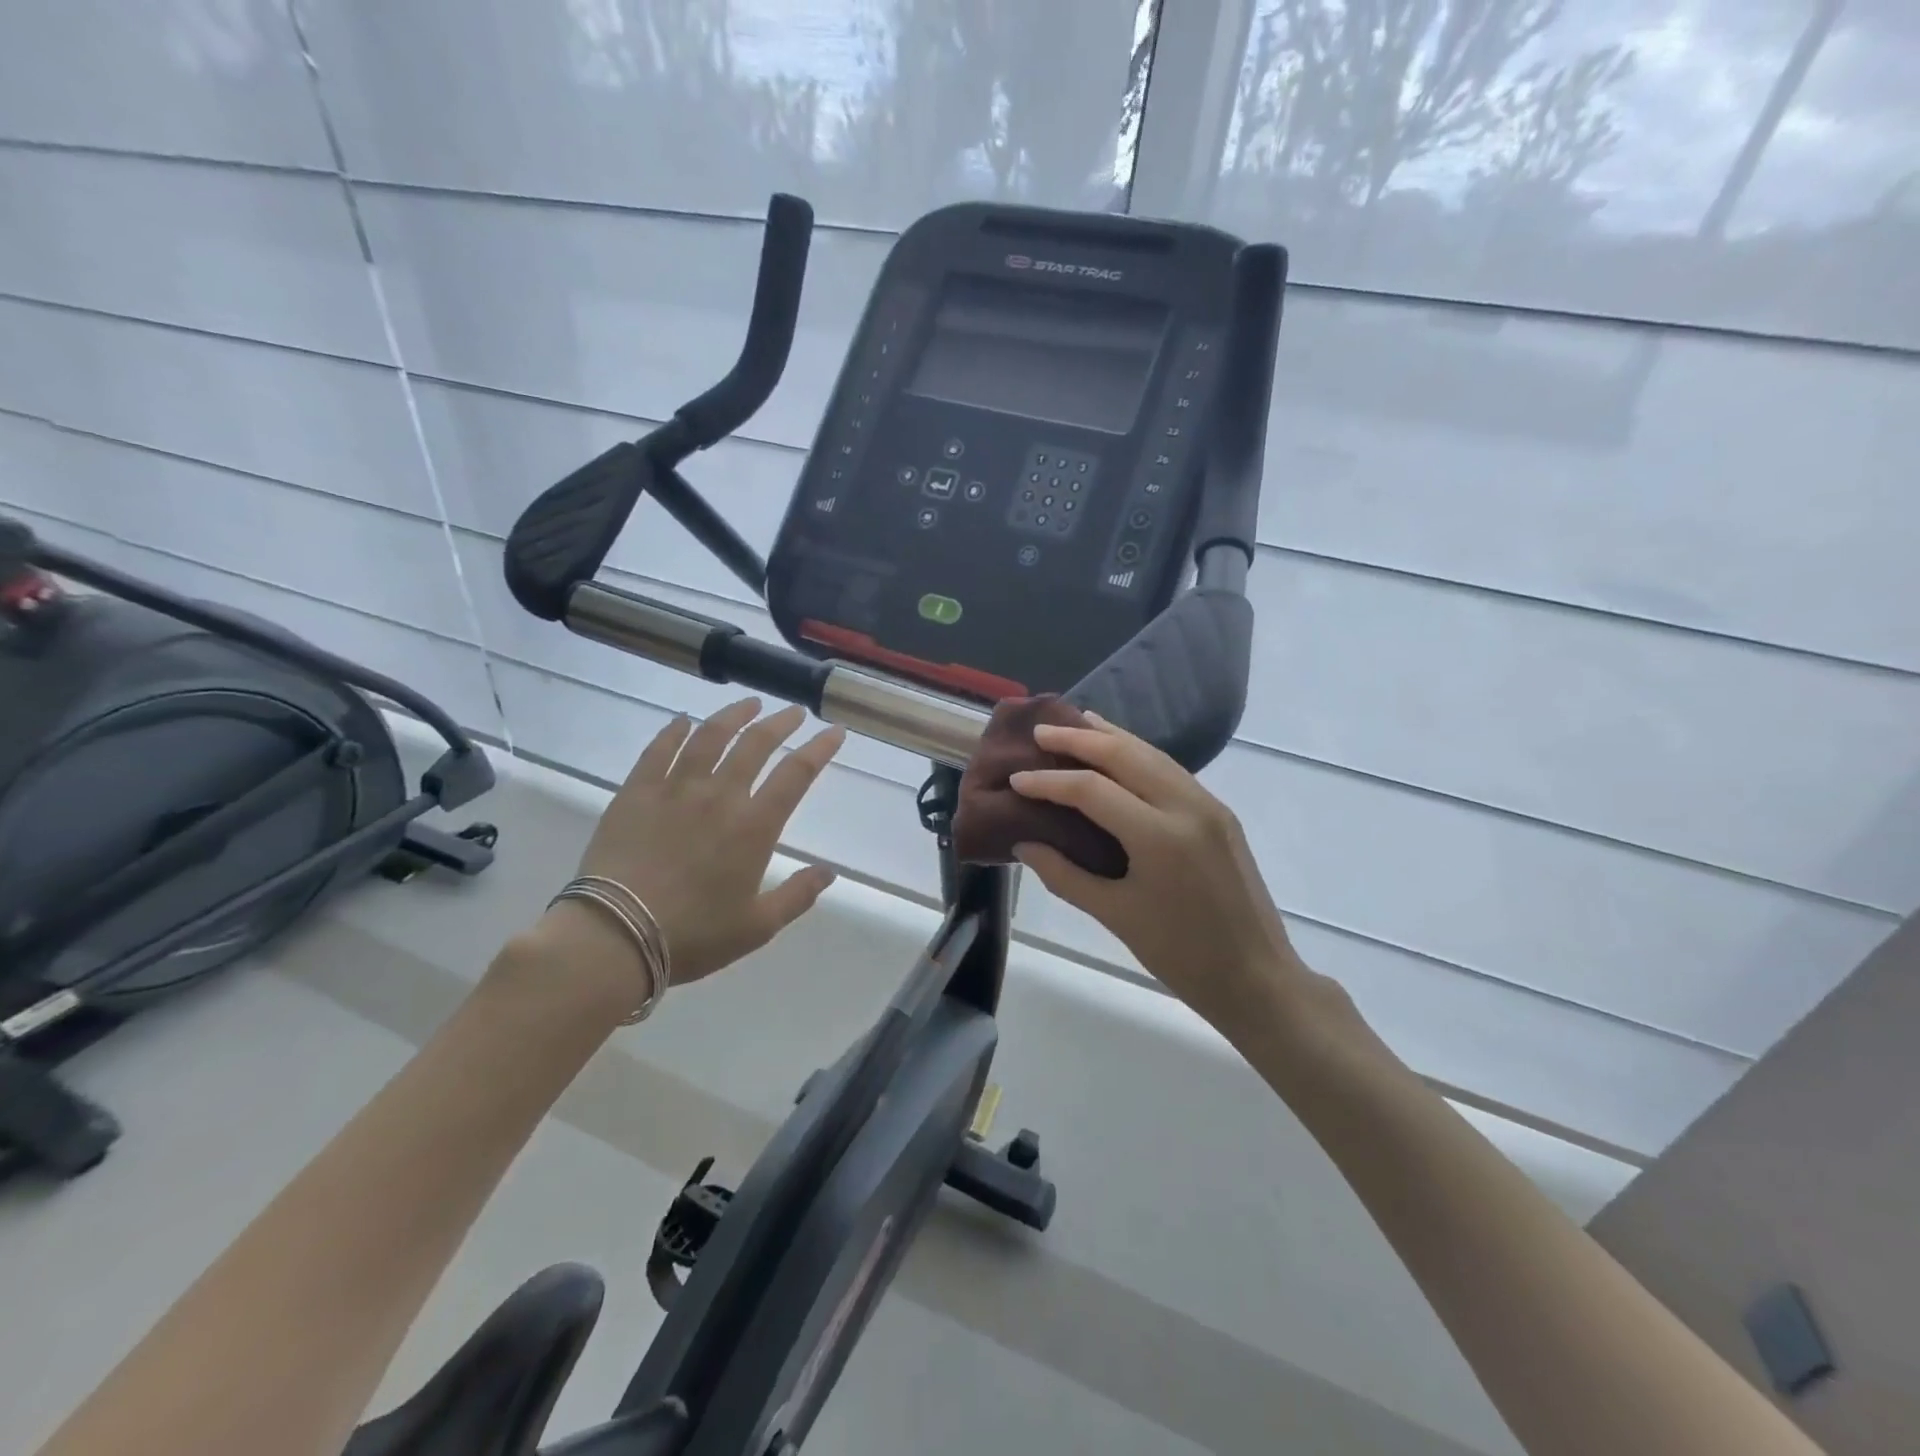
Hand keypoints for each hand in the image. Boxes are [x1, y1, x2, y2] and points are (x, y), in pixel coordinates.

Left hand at [531, 700, 844, 1006]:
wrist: (615, 935)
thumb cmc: (693, 934)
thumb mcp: (758, 926)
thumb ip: (797, 895)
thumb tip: (829, 873)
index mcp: (754, 826)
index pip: (796, 774)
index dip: (819, 749)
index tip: (834, 731)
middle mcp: (720, 795)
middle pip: (756, 744)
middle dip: (780, 723)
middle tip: (793, 713)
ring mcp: (675, 788)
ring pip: (709, 736)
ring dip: (733, 715)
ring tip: (749, 704)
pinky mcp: (637, 792)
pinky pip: (659, 749)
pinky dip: (674, 730)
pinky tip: (683, 720)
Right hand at [1009, 716, 1339, 1044]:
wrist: (1257, 976)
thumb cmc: (1181, 955)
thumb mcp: (1115, 915)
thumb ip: (1064, 875)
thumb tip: (1023, 844)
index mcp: (1159, 837)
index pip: (1092, 790)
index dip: (1049, 782)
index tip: (1016, 779)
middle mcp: (1187, 806)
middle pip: (1125, 755)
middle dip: (1080, 739)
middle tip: (1041, 732)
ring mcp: (1209, 805)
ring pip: (1152, 754)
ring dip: (1111, 737)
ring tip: (1076, 723)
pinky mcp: (1219, 812)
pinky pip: (1171, 770)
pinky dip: (1138, 755)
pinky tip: (1119, 753)